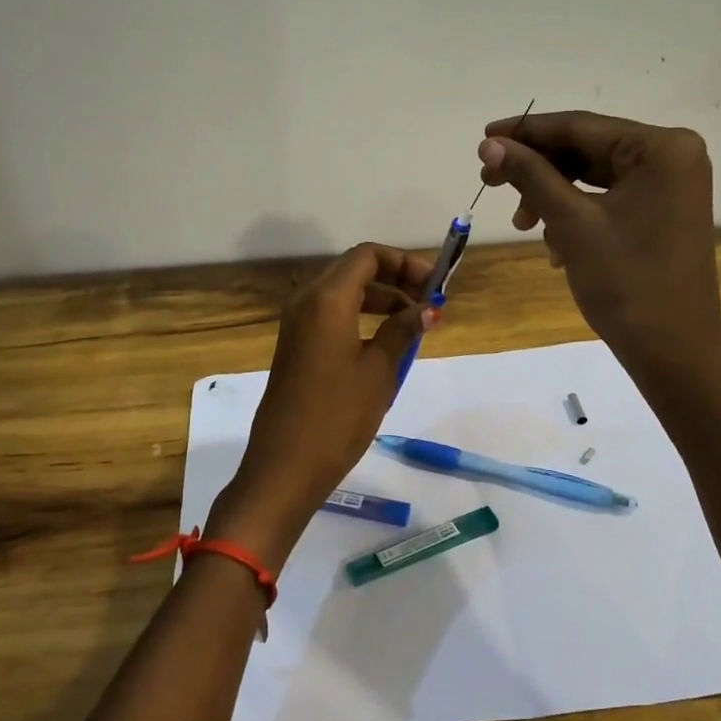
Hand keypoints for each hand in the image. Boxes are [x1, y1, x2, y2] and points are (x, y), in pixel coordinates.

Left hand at [205, 243, 436, 571]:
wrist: (285, 465)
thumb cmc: (338, 415)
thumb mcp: (380, 370)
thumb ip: (403, 330)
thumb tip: (428, 307)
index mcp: (327, 298)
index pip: (368, 256)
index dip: (404, 262)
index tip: (434, 285)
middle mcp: (306, 301)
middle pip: (354, 270)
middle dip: (394, 278)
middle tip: (428, 303)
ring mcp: (296, 324)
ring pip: (342, 292)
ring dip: (379, 298)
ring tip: (412, 325)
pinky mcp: (294, 346)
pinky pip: (330, 315)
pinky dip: (359, 316)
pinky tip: (383, 343)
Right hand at [476, 110, 720, 376]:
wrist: (672, 351)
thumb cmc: (626, 281)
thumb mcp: (571, 222)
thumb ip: (530, 175)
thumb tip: (490, 143)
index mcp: (661, 148)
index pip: (580, 127)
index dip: (526, 131)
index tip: (482, 139)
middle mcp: (672, 157)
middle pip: (586, 150)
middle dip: (537, 169)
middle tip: (489, 182)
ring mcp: (669, 187)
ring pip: (593, 177)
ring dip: (552, 196)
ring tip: (522, 225)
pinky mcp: (662, 214)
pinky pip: (607, 199)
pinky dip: (575, 214)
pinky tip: (554, 245)